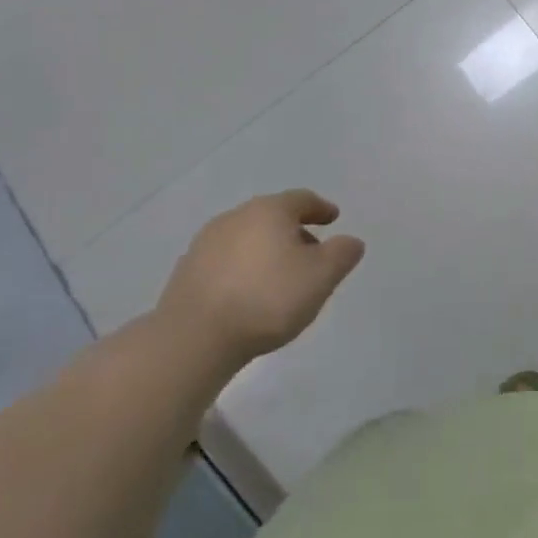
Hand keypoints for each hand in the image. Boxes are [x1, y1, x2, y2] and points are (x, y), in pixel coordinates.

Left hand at [155, 189, 363, 369]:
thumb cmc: (267, 299)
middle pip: (272, 216)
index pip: (302, 199)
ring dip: (266, 250)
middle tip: (311, 252)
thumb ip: (342, 254)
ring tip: (279, 276)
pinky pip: (226, 260)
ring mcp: (206, 243)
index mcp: (270, 210)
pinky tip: (248, 292)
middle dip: (294, 231)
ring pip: (247, 237)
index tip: (333, 218)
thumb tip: (351, 241)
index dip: (321, 208)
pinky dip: (243, 268)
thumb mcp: (321, 277)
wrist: (193, 338)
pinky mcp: (187, 271)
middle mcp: (236, 216)